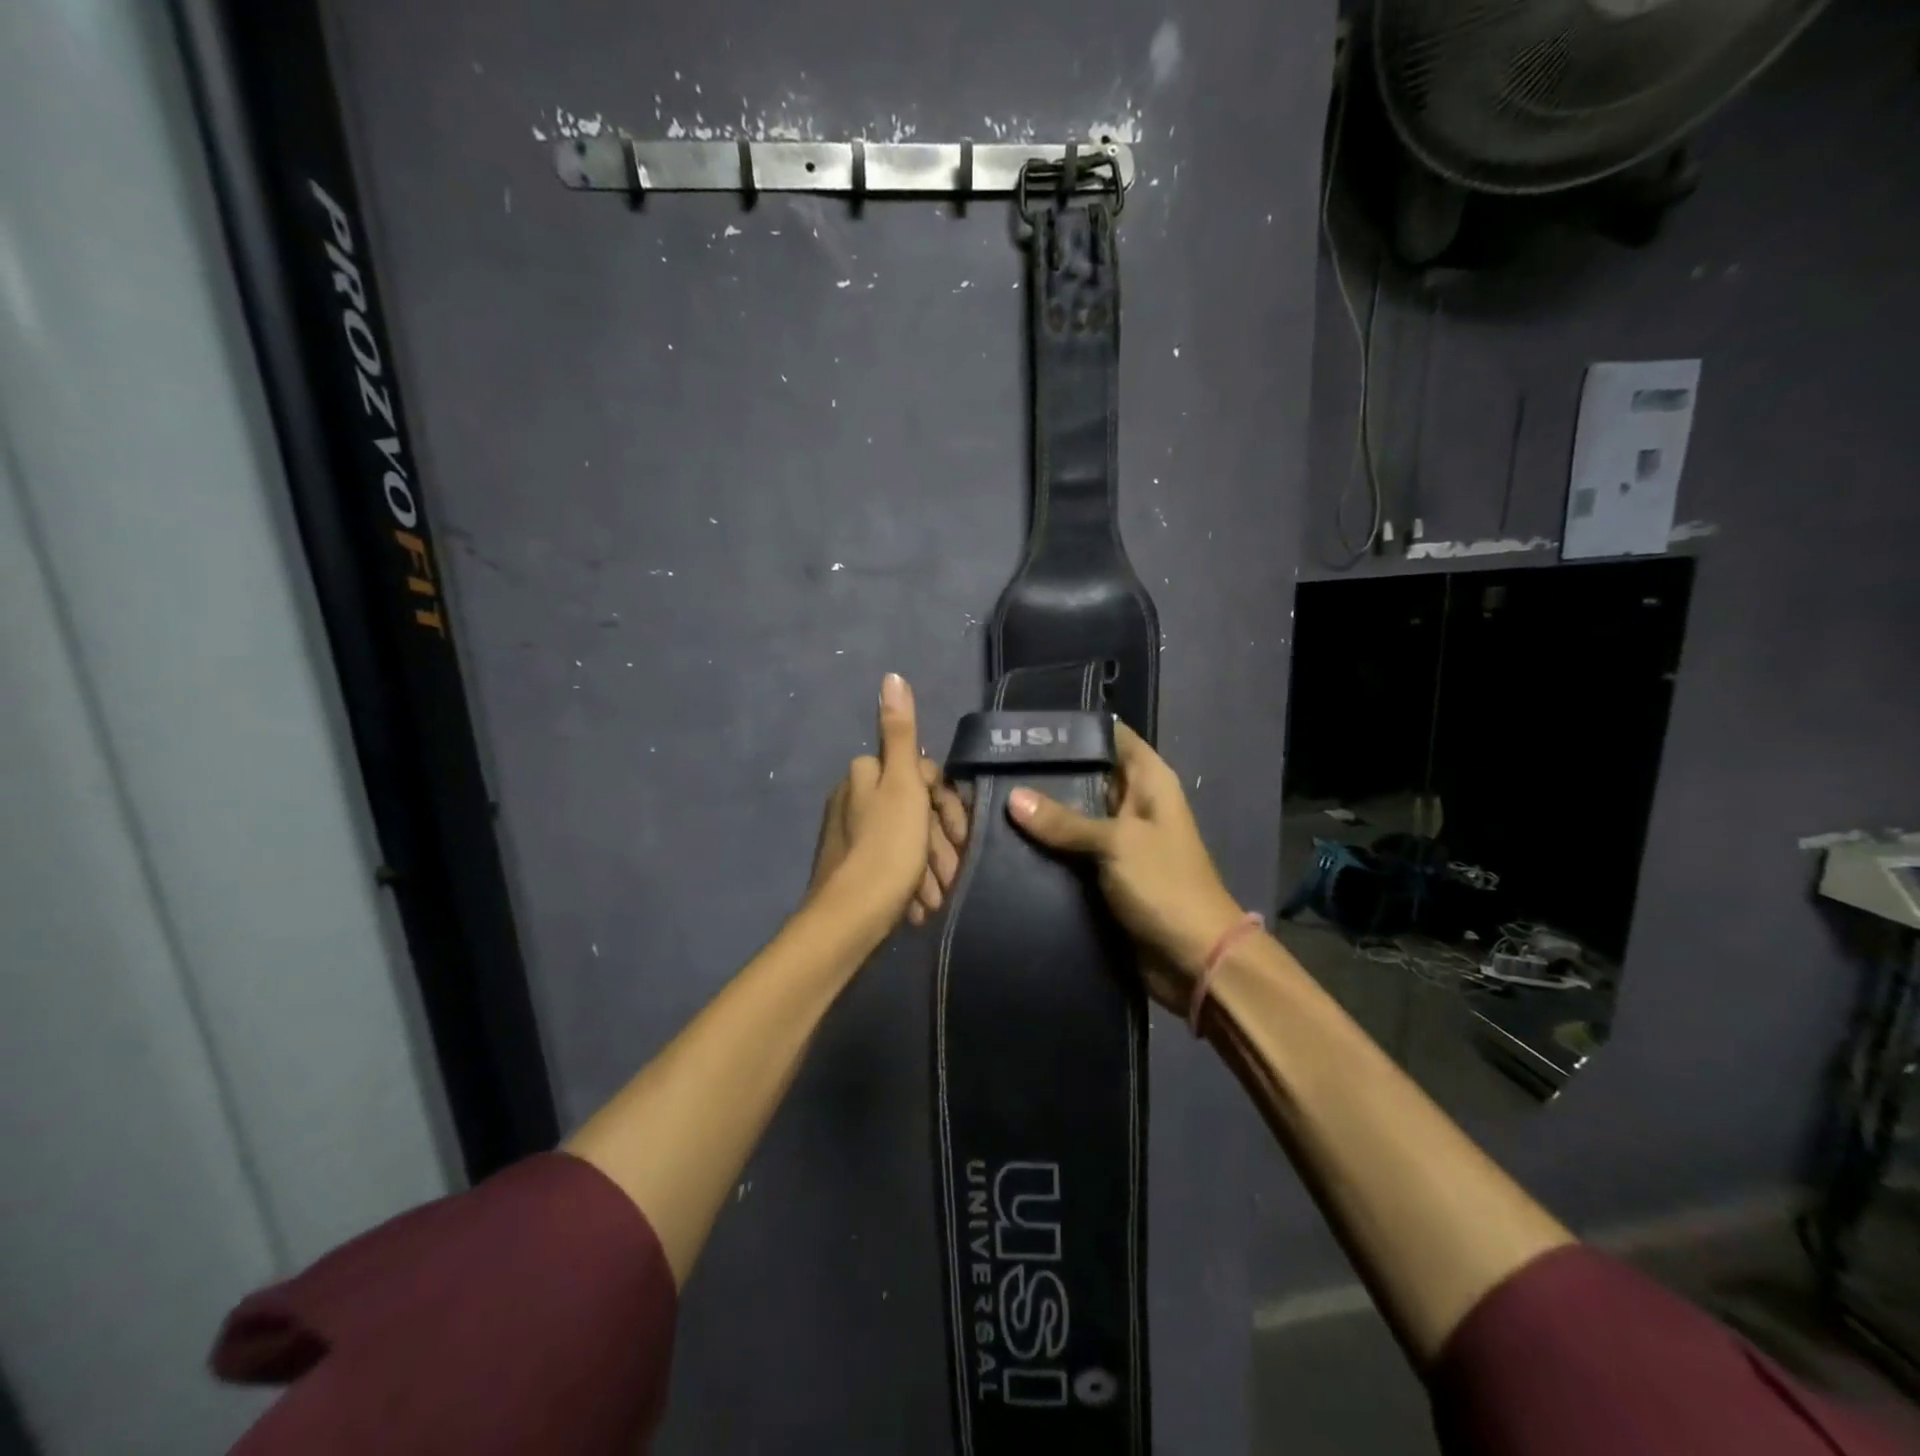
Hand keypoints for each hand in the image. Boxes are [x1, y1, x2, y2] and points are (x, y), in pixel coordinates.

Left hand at [805, 674, 968, 935]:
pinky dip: (910, 881)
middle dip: (938, 840)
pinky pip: (891, 865)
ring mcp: (850, 835)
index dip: (947, 803)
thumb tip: (891, 676)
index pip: (922, 774)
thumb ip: (901, 734)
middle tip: (954, 871)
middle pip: (914, 809)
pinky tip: (920, 905)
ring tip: (938, 897)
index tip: (961, 834)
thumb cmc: (887, 848)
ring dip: (929, 866)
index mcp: (864, 775)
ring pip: (905, 840)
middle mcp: (852, 798)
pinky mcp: (849, 868)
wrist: (850, 919)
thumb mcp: (903, 786)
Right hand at [1007, 722, 1243, 1008]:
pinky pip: (1071, 848)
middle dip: (1048, 770)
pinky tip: (1007, 837)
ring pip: (1075, 813)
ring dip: (1042, 810)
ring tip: (990, 795)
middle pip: (1087, 773)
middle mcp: (1133, 802)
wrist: (1194, 959)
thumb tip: (1012, 798)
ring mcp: (1118, 838)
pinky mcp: (1105, 870)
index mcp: (1149, 781)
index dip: (1075, 728)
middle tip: (995, 763)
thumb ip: (1065, 820)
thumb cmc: (1165, 886)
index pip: (1111, 736)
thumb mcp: (1116, 844)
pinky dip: (1047, 844)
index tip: (1028, 726)